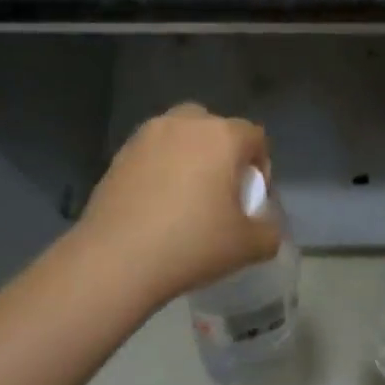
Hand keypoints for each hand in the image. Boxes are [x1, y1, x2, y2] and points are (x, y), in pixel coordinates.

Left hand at [77, 103, 282, 307]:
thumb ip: (269, 232)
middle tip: (219, 190)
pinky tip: (155, 204)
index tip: (251, 199)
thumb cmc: (190, 245)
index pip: (255, 137)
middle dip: (222, 152)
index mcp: (222, 136)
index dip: (261, 165)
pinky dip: (159, 168)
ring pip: (179, 135)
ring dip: (188, 155)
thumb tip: (265, 226)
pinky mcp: (119, 154)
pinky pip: (151, 152)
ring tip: (185, 196)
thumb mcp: (247, 247)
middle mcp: (185, 124)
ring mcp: (147, 136)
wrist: (115, 260)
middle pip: (214, 127)